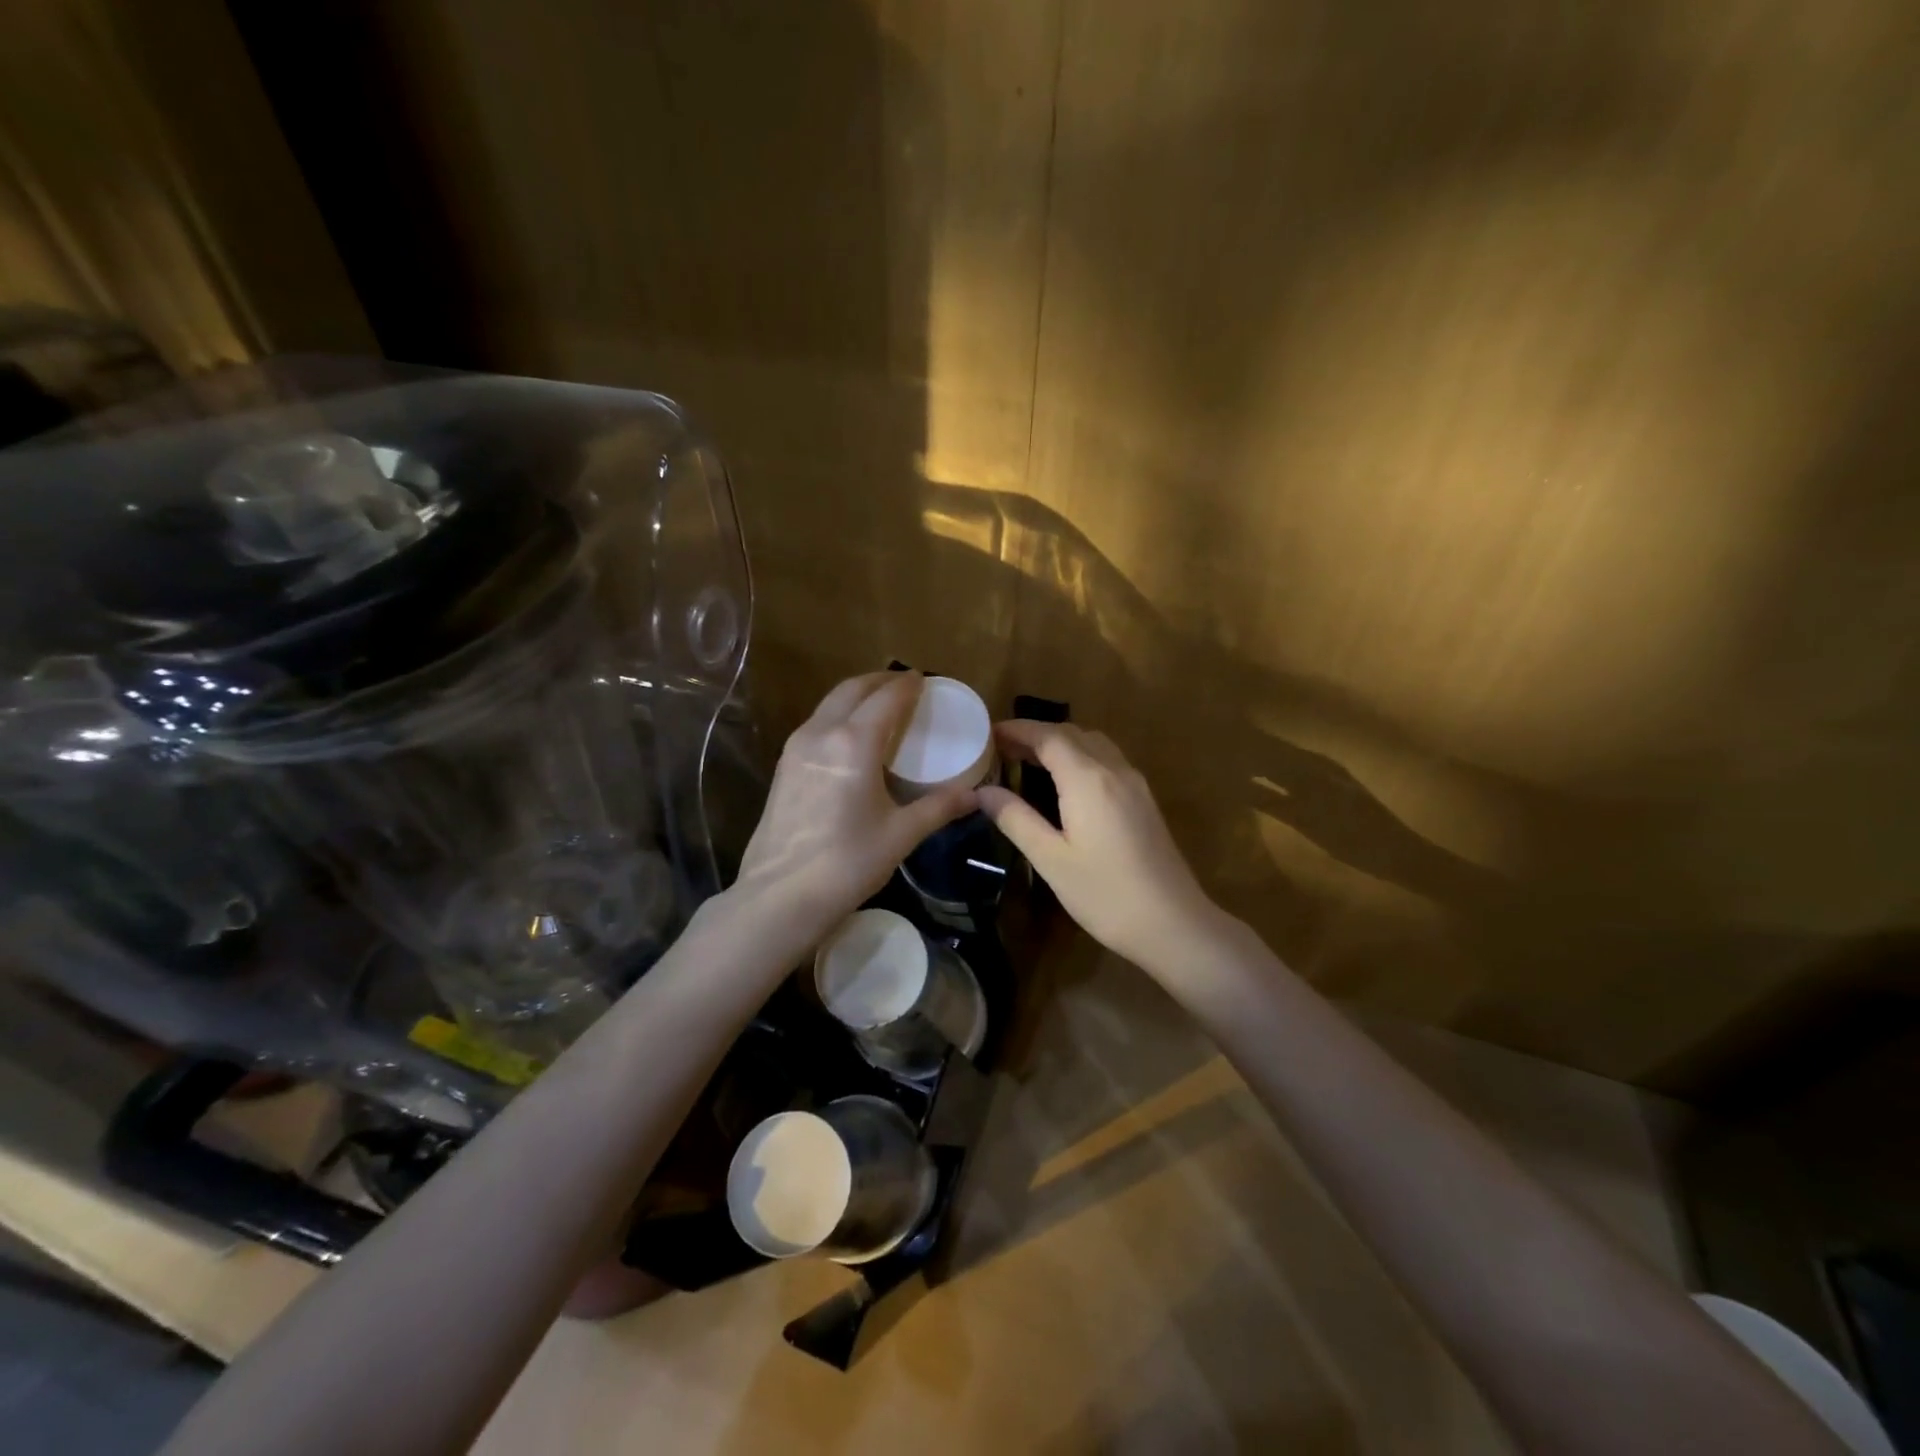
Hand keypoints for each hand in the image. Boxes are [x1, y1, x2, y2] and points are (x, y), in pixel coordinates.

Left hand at [730, 673, 975, 947]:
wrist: (779, 896)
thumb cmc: (848, 863)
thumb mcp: (901, 834)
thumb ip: (939, 807)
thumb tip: (975, 795)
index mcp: (854, 742)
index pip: (887, 697)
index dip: (909, 685)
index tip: (926, 680)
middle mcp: (822, 732)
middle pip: (853, 689)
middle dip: (881, 681)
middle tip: (907, 686)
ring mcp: (797, 747)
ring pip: (830, 703)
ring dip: (858, 695)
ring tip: (882, 706)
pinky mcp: (784, 765)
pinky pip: (817, 723)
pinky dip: (840, 715)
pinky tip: (853, 737)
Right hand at [978, 722, 1221, 972]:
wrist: (1173, 924)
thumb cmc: (1105, 894)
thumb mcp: (1051, 859)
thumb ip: (1016, 819)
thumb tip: (983, 791)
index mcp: (1088, 779)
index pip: (1048, 736)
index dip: (1017, 730)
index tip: (988, 734)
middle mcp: (1114, 770)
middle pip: (1072, 733)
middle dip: (1036, 733)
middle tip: (1001, 748)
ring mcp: (1134, 784)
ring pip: (1093, 744)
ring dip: (1060, 743)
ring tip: (1028, 760)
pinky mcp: (1144, 800)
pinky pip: (1107, 760)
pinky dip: (1080, 756)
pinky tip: (1065, 782)